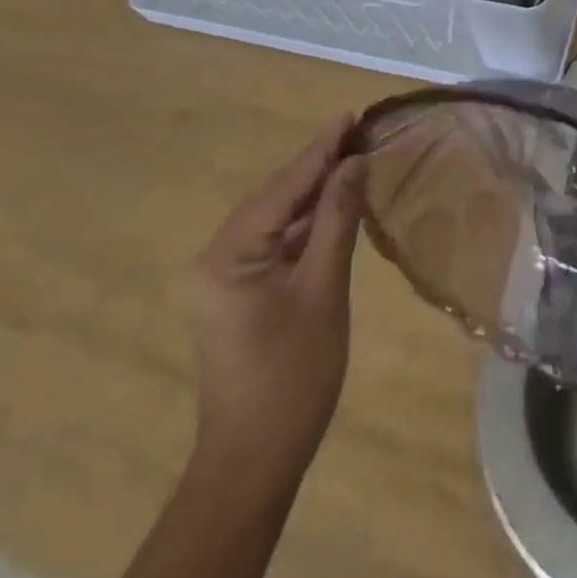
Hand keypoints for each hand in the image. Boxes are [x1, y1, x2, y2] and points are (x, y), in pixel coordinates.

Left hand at [190, 116, 365, 496]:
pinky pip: (276, 242)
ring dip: (314, 192)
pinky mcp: (240, 291)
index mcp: (230, 253)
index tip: (350, 115)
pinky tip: (334, 206)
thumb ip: (337, 220)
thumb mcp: (324, 290)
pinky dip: (306, 224)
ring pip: (277, 218)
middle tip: (357, 132)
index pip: (285, 187)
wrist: (255, 462)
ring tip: (352, 159)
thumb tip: (355, 163)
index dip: (322, 149)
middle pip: (277, 196)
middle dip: (318, 165)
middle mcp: (219, 255)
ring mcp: (227, 275)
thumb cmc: (293, 376)